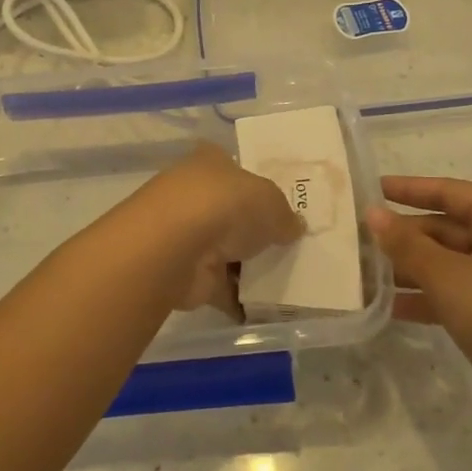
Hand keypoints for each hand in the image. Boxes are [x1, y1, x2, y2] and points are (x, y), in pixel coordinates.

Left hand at [146, 144, 304, 314]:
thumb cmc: (225, 205)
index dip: (256, 181)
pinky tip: (267, 308)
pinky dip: (238, 298)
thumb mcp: (271, 201)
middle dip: (254, 228)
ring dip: (247, 266)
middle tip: (290, 243)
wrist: (176, 248)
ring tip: (287, 278)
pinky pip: (221, 287)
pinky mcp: (187, 274)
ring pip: (225, 250)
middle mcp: (194, 195)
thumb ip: (285, 215)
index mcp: (211, 163)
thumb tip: (294, 226)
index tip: (281, 202)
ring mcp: (188, 236)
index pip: (234, 167)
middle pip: (231, 211)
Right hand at [367, 177, 471, 433]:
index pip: (449, 191)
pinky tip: (390, 308)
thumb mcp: (446, 276)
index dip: (408, 189)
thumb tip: (372, 213)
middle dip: (404, 237)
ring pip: (451, 262)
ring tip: (365, 274)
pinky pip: (459, 291)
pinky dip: (429, 296)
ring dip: (411, 269)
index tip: (370, 189)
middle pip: (448, 228)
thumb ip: (405, 244)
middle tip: (359, 240)